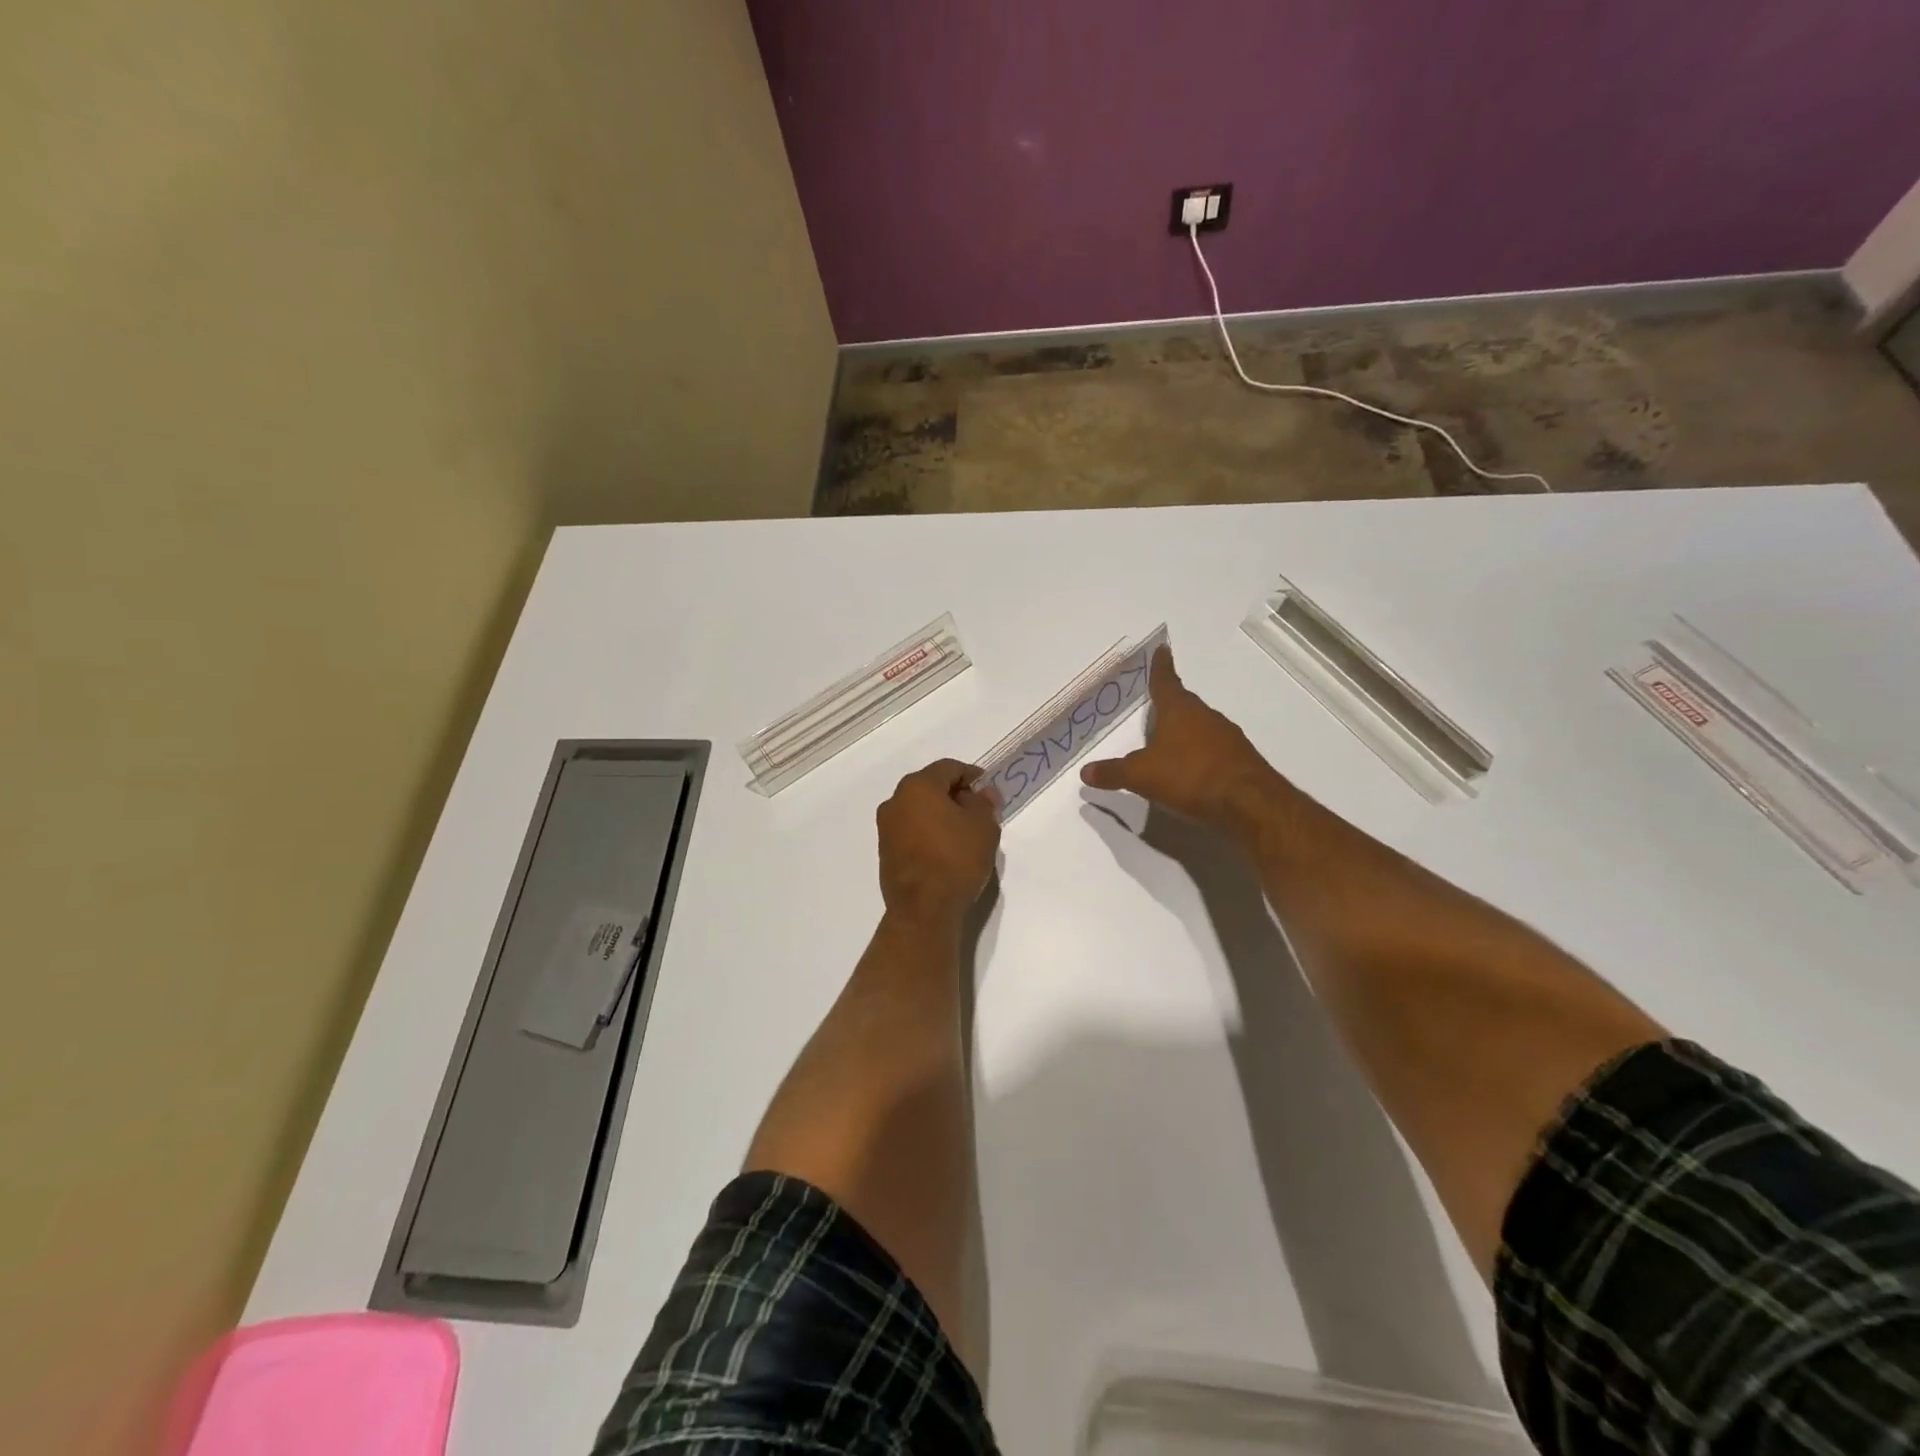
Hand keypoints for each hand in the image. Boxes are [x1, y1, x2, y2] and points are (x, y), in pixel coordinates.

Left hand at [876, 759, 1000, 930]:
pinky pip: (910, 830)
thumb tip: (983, 793)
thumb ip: (984, 803)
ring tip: (964, 833)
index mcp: (918, 786)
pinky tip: (945, 849)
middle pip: (930, 786)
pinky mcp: (885, 851)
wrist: (924, 909)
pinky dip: (928, 832)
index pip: (948, 768)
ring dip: (940, 814)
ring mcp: (886, 827)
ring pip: (918, 809)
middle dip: (954, 794)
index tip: (988, 790)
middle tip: (978, 811)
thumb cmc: (956, 859)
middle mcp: (895, 801)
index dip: (971, 775)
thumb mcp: (983, 827)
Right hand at [1080, 646, 1282, 835]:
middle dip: (1171, 704)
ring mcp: (1227, 737)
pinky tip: (1194, 770)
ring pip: (1202, 726)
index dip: (1161, 666)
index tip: (1162, 648)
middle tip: (1157, 706)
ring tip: (1171, 742)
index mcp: (1179, 710)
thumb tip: (1085, 772)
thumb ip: (1113, 772)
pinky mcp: (1240, 759)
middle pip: (1185, 704)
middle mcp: (1205, 716)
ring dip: (1187, 731)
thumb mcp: (1141, 776)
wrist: (1248, 802)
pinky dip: (1202, 754)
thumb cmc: (1188, 776)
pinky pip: (1215, 749)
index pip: (1166, 682)